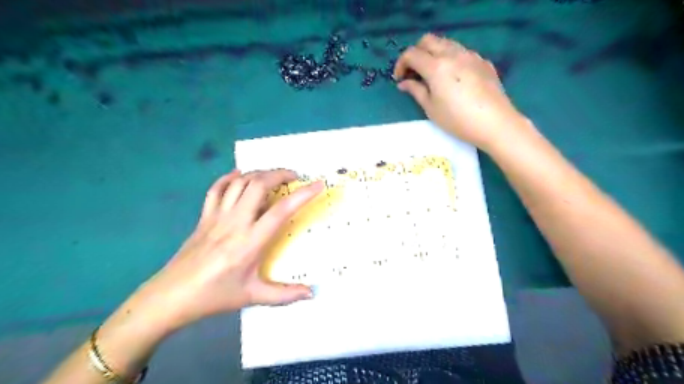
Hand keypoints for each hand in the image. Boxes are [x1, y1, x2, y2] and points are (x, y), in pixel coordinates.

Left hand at [138, 170, 323, 331]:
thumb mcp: (252, 296)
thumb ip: (285, 294)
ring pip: (239, 182)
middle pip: (258, 185)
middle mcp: (235, 222)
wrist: (169, 297)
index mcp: (250, 242)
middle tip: (294, 177)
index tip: (318, 184)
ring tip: (272, 177)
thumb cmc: (214, 296)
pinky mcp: (204, 217)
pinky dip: (230, 178)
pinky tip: (239, 176)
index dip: (303, 194)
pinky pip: (216, 189)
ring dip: (259, 174)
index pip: (281, 210)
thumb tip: (311, 293)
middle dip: (279, 174)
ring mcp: (217, 216)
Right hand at [393, 33, 524, 149]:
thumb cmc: (457, 120)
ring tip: (432, 75)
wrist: (494, 123)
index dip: (401, 64)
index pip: (412, 54)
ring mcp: (470, 55)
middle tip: (413, 73)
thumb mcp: (431, 108)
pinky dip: (450, 59)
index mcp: (436, 66)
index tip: (399, 79)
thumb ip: (416, 91)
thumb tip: (404, 83)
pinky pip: (461, 52)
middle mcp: (453, 54)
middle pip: (428, 41)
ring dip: (433, 54)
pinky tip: (452, 78)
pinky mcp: (482, 61)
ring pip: (445, 43)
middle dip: (416, 54)